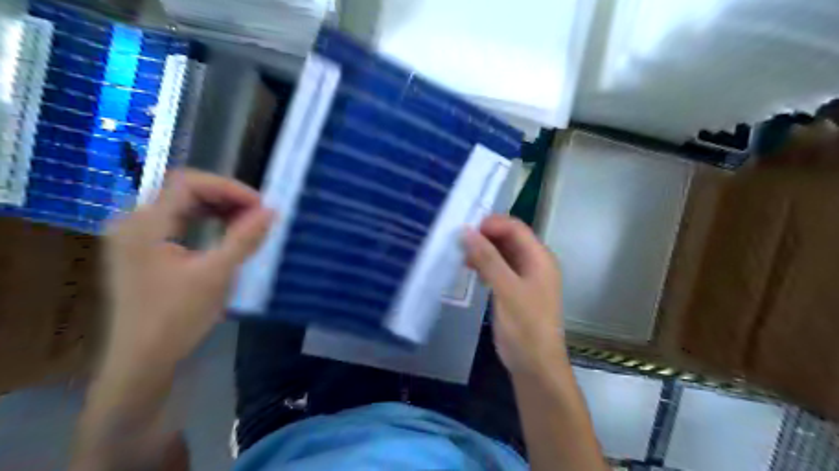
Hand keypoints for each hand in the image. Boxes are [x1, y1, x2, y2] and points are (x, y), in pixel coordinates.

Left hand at [102, 171, 269, 369]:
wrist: (142, 360)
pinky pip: (176, 221)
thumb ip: (244, 238)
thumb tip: (272, 211)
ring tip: (247, 220)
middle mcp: (133, 221)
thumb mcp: (217, 275)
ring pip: (181, 204)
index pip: (188, 183)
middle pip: (183, 190)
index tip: (260, 205)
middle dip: (225, 196)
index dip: (229, 187)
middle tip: (258, 213)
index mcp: (144, 224)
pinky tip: (224, 231)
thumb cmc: (177, 318)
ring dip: (217, 207)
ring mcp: (134, 236)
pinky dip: (204, 220)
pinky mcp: (141, 249)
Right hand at [462, 216, 566, 374]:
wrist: (535, 365)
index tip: (465, 229)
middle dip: (485, 237)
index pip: (515, 228)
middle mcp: (534, 263)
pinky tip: (471, 270)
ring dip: (483, 252)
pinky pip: (499, 269)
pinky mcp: (514, 291)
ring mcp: (525, 278)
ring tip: (461, 256)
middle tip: (459, 241)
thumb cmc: (525, 326)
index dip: (492, 224)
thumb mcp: (506, 290)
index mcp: (539, 258)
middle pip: (509, 239)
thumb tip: (467, 231)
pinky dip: (485, 266)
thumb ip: (488, 259)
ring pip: (502, 254)